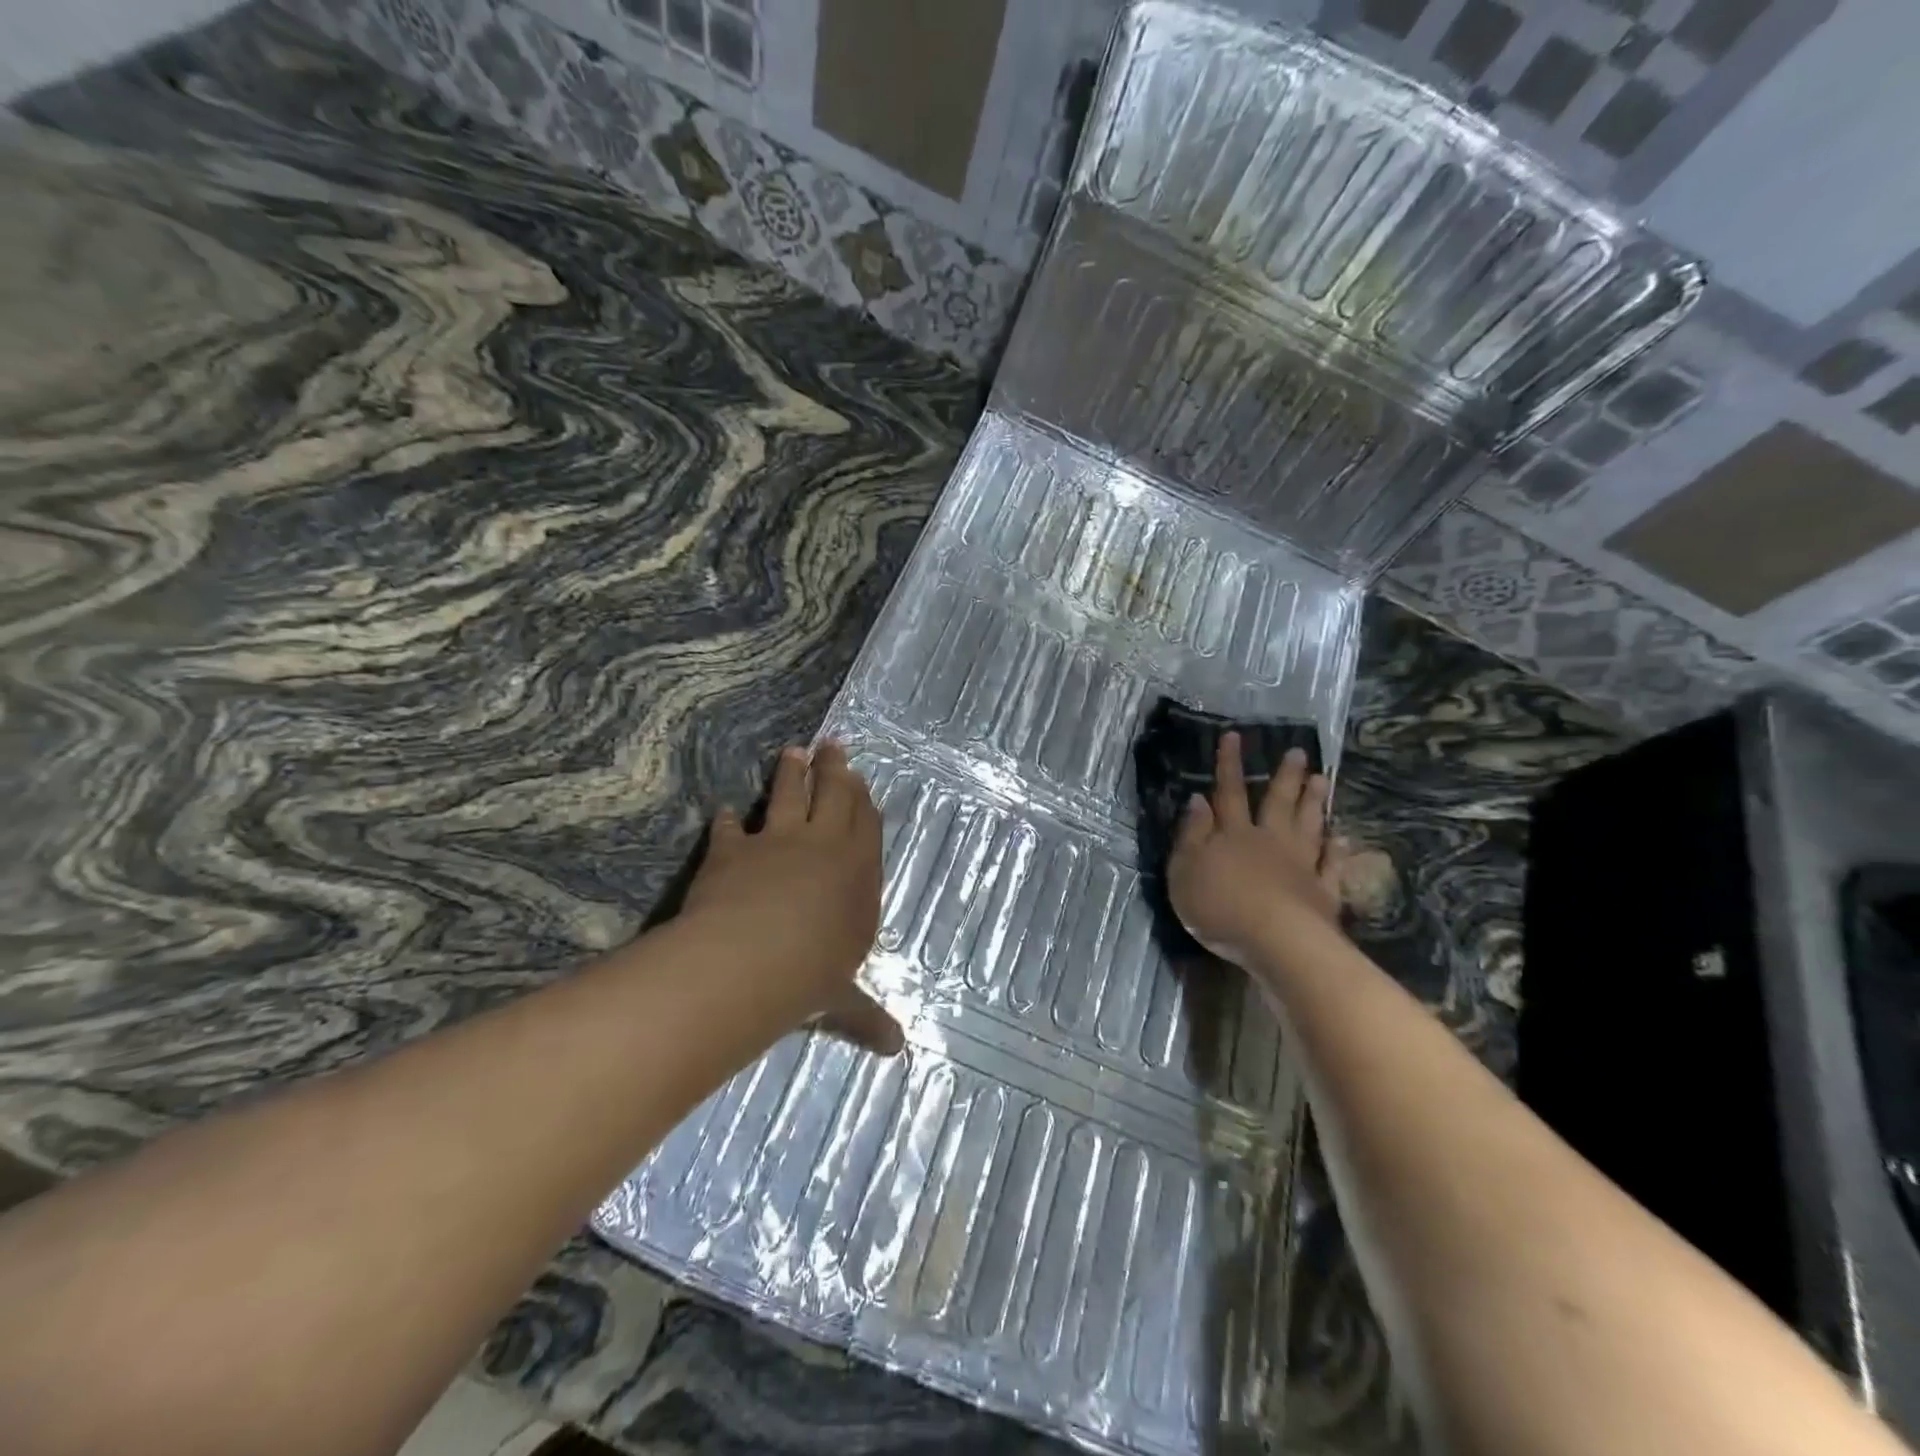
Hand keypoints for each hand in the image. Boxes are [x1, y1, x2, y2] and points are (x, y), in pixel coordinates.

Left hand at [682, 741, 902, 1055]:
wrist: (752, 959)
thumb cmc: (812, 975)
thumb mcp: (843, 1000)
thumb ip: (866, 1016)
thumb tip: (897, 1050)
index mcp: (857, 873)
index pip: (866, 825)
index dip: (864, 800)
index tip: (861, 779)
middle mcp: (822, 847)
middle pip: (834, 795)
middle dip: (836, 769)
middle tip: (833, 745)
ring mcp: (777, 842)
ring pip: (789, 795)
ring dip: (792, 772)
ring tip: (794, 751)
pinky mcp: (733, 849)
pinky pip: (732, 827)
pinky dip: (729, 819)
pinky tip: (726, 811)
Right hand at [1168, 732, 1347, 970]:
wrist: (1276, 941)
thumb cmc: (1220, 906)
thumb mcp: (1185, 871)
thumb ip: (1191, 835)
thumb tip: (1198, 800)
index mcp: (1233, 835)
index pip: (1228, 792)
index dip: (1229, 764)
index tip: (1235, 736)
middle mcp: (1268, 842)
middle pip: (1277, 803)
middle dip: (1285, 776)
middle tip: (1299, 752)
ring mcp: (1299, 866)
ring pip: (1308, 826)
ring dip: (1314, 802)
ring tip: (1323, 779)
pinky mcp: (1322, 893)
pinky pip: (1330, 866)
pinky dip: (1336, 851)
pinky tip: (1342, 838)